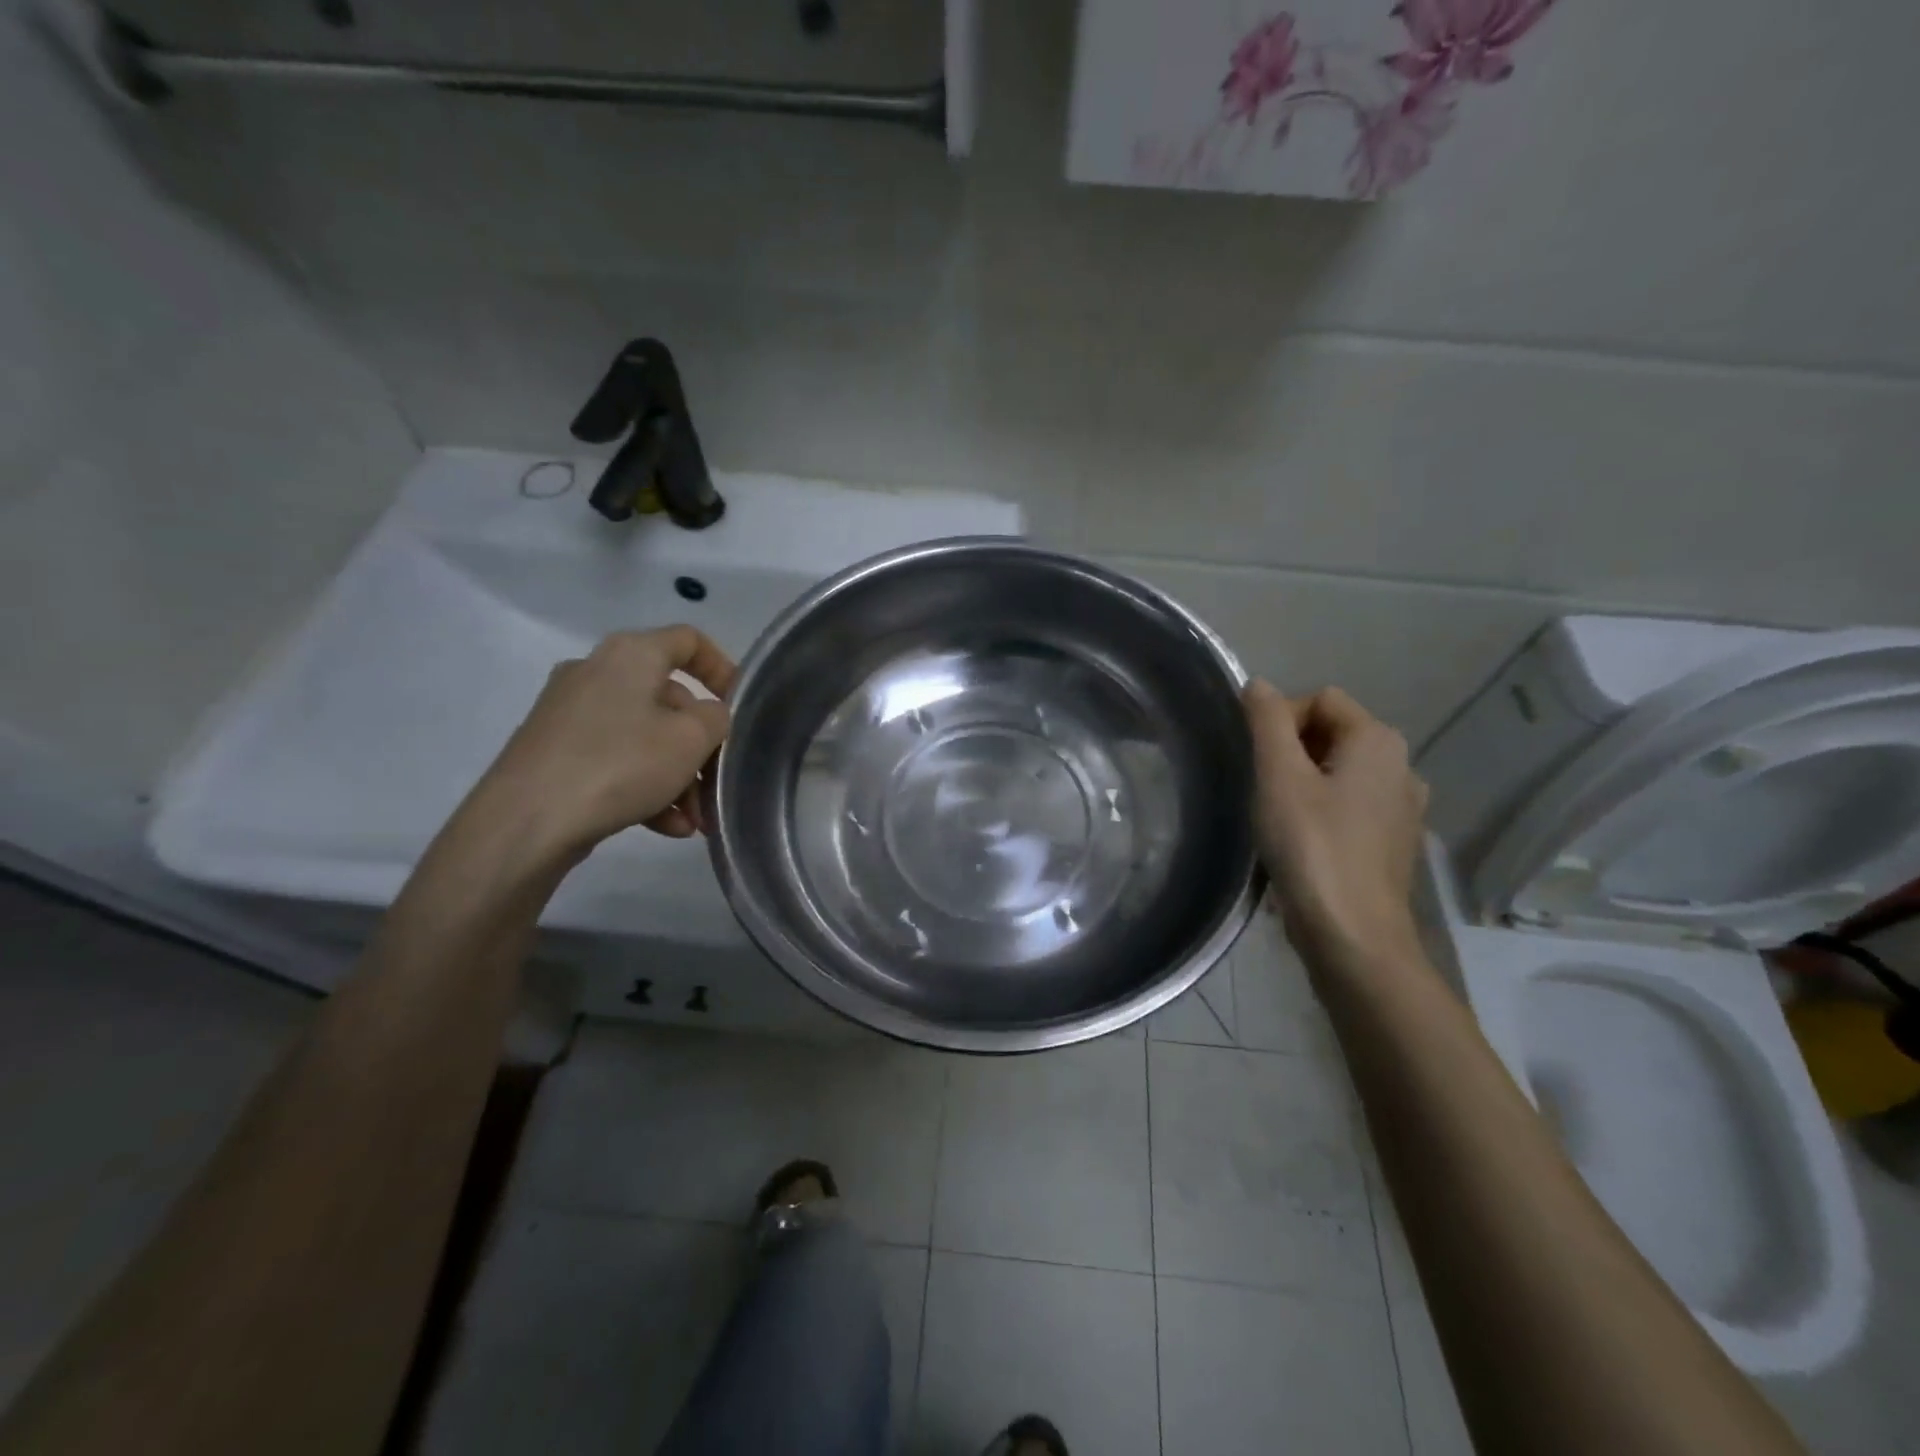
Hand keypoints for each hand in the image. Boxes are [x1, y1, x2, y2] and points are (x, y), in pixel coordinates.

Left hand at [477, 627, 735, 859]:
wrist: (524, 821)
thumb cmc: (619, 764)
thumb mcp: (690, 739)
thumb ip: (715, 719)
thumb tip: (708, 716)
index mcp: (630, 654)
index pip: (688, 640)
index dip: (722, 668)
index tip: (740, 705)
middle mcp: (596, 672)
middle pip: (668, 700)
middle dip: (700, 745)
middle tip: (717, 784)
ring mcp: (570, 713)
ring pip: (643, 736)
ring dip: (677, 776)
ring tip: (695, 821)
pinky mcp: (554, 751)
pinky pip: (615, 760)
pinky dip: (644, 787)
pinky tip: (667, 827)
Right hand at [1243, 681, 1428, 966]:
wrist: (1354, 938)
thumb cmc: (1312, 848)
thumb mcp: (1278, 776)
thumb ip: (1267, 722)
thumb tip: (1258, 684)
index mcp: (1379, 741)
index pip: (1320, 699)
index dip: (1280, 719)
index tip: (1258, 762)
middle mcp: (1402, 765)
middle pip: (1332, 733)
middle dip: (1291, 752)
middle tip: (1264, 790)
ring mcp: (1404, 807)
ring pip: (1339, 771)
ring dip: (1303, 783)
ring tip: (1278, 818)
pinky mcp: (1394, 842)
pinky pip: (1350, 805)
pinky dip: (1322, 811)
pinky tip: (1302, 843)